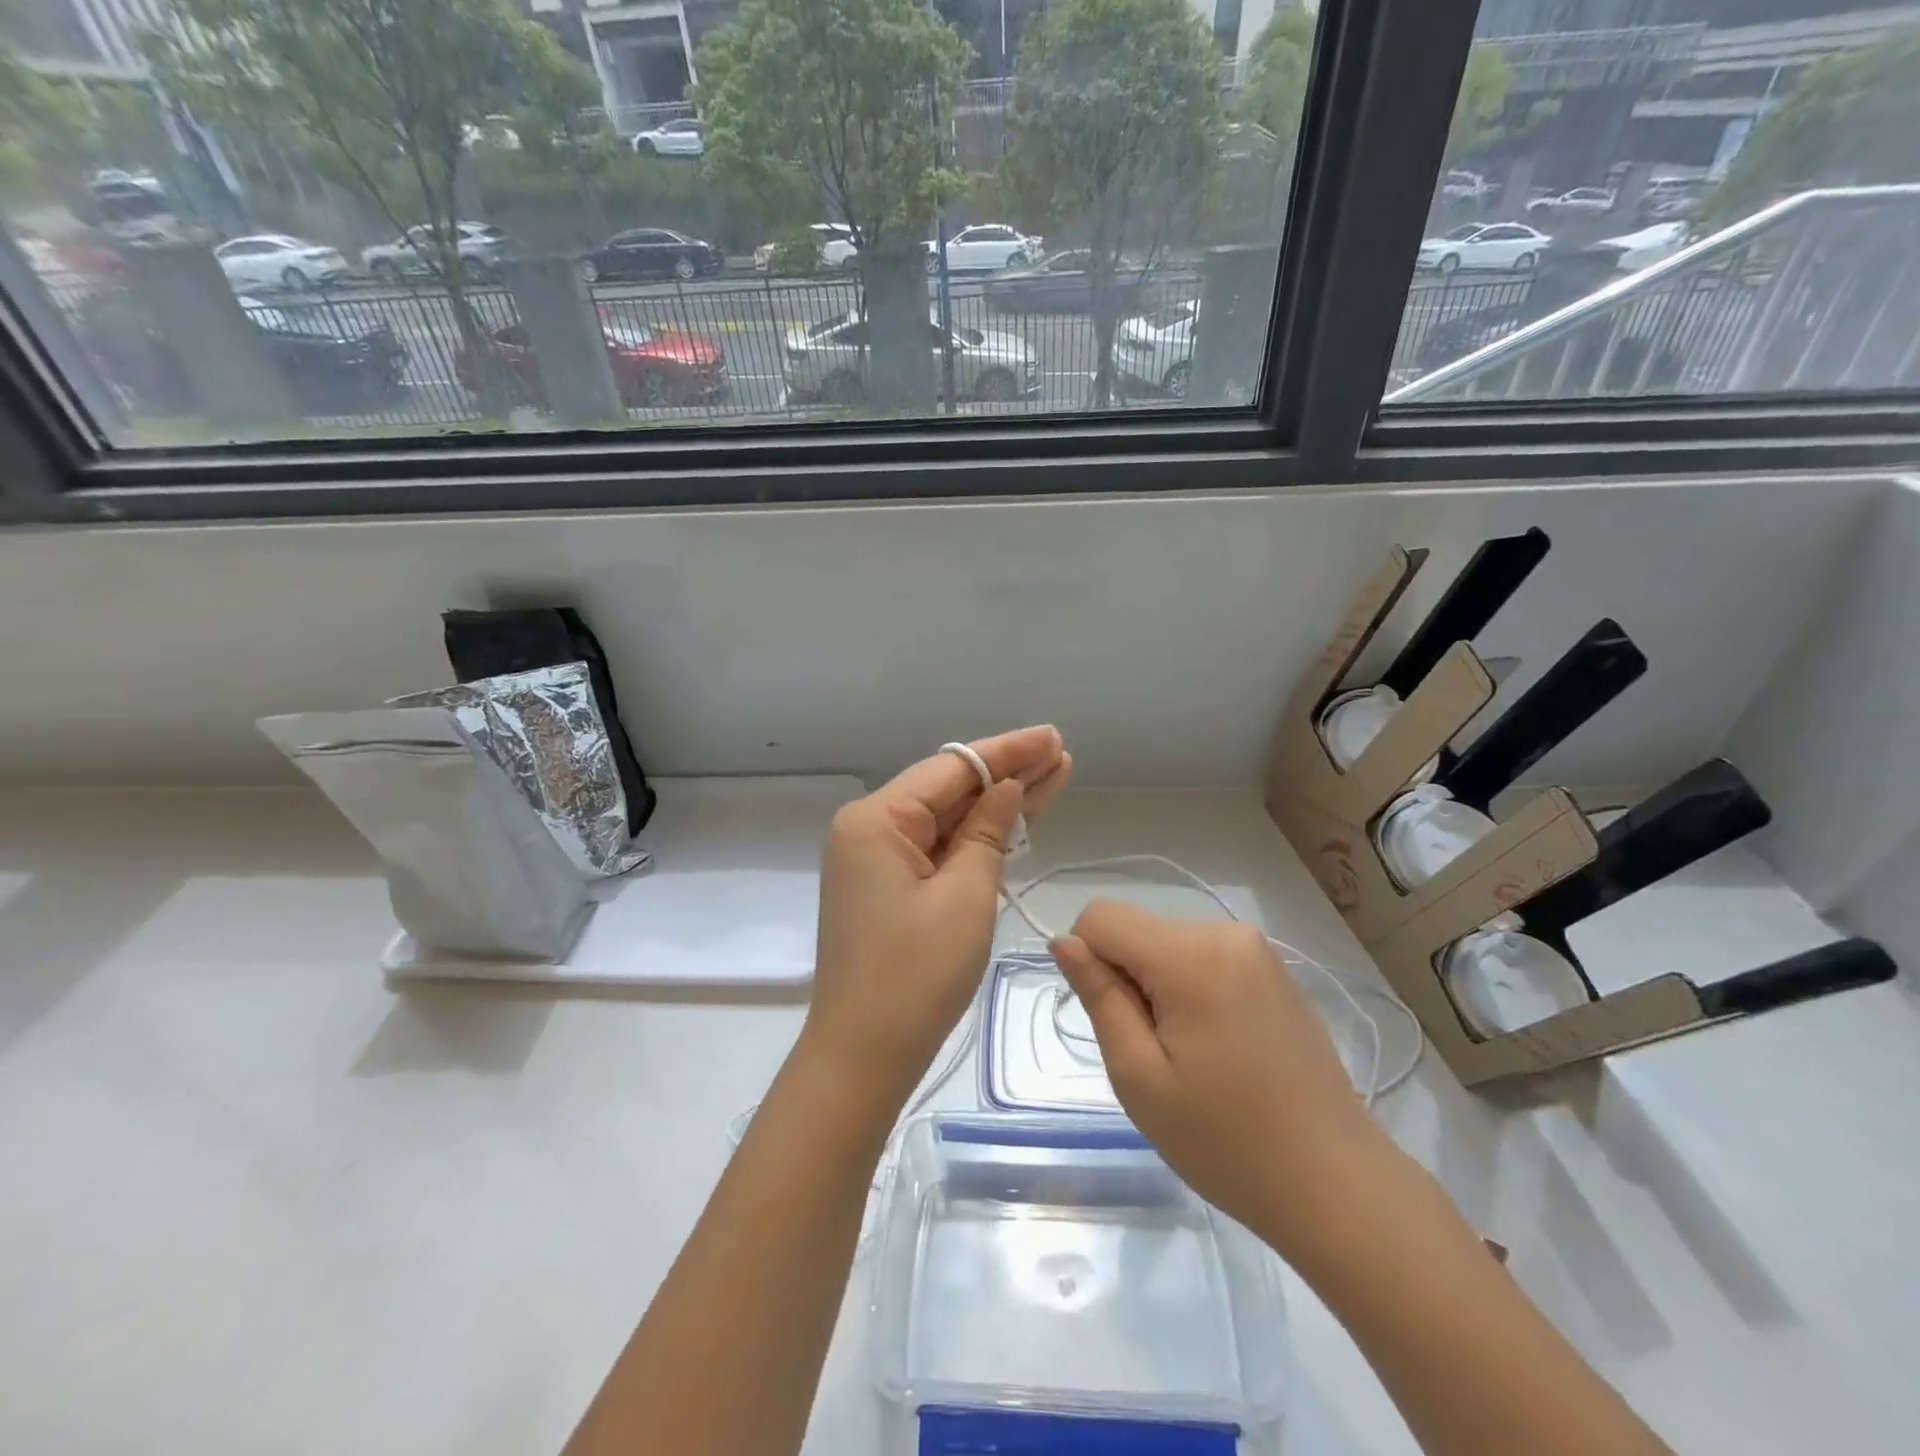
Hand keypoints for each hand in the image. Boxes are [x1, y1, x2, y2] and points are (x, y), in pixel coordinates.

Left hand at [804, 726, 1071, 1107]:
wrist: (864, 1055)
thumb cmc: (916, 975)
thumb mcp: (965, 896)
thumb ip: (988, 832)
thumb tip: (1006, 788)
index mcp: (876, 819)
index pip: (952, 768)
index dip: (1008, 752)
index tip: (1052, 738)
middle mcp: (869, 828)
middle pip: (949, 789)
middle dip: (1007, 773)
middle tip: (1061, 754)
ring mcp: (877, 859)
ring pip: (947, 818)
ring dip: (998, 804)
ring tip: (1054, 775)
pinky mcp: (889, 886)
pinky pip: (938, 849)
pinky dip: (977, 838)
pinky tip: (1017, 817)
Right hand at [1052, 902, 1391, 1252]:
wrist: (1336, 1184)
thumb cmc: (1226, 1141)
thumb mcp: (1140, 1077)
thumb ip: (1099, 997)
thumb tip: (1064, 942)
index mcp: (1191, 955)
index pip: (1101, 916)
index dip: (1089, 962)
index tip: (1116, 1021)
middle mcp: (1225, 933)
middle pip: (1137, 930)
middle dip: (1128, 979)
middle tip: (1157, 1053)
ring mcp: (1256, 949)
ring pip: (1167, 944)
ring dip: (1159, 987)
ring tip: (1191, 1055)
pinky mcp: (1274, 970)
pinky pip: (1203, 957)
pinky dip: (1191, 989)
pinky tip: (1219, 1047)